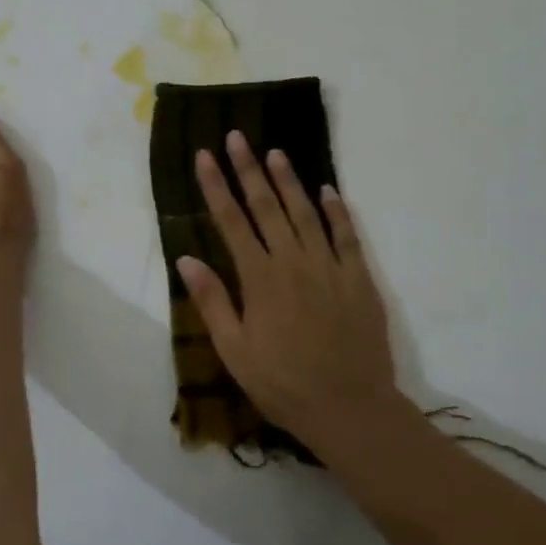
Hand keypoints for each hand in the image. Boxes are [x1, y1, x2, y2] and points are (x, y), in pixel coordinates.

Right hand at [177, 132, 399, 440]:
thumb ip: (212, 301)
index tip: (205, 156)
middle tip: (237, 137)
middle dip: (249, 169)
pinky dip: (337, 210)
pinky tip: (328, 190)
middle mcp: (293, 262)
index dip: (216, 186)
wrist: (349, 407)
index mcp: (259, 278)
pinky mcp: (359, 278)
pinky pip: (347, 235)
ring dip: (289, 180)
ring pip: (306, 212)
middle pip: (267, 206)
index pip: (231, 221)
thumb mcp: (235, 351)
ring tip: (275, 152)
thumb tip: (186, 259)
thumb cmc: (282, 383)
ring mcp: (330, 266)